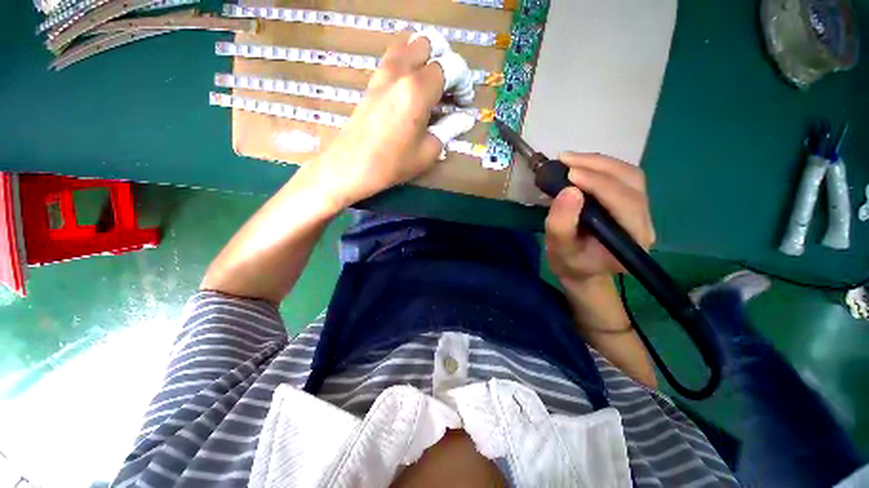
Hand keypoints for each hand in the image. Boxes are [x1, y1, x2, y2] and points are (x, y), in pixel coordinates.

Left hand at [305, 33, 471, 210]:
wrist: (351, 166)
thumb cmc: (392, 163)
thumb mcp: (428, 151)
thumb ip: (450, 128)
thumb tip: (467, 118)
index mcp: (417, 89)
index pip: (450, 66)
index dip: (463, 82)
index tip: (463, 103)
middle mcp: (400, 71)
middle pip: (428, 43)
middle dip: (445, 61)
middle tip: (448, 89)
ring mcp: (382, 73)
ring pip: (408, 44)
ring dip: (425, 58)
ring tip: (431, 86)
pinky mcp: (372, 81)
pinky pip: (394, 58)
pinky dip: (408, 64)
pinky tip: (411, 89)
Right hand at [545, 153, 655, 284]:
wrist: (580, 268)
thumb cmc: (570, 262)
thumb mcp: (559, 249)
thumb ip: (561, 225)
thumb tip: (568, 191)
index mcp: (632, 240)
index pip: (625, 203)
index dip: (599, 184)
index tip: (569, 173)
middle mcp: (644, 222)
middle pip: (631, 182)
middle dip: (598, 166)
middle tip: (565, 159)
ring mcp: (640, 211)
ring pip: (629, 175)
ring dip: (599, 162)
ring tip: (569, 159)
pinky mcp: (630, 202)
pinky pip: (621, 177)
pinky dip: (599, 166)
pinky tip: (580, 165)